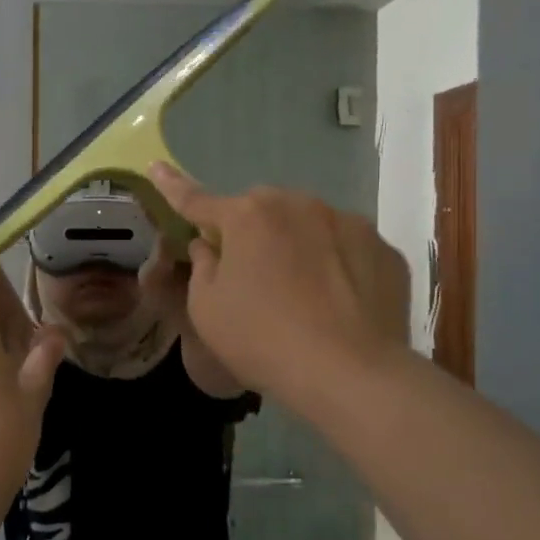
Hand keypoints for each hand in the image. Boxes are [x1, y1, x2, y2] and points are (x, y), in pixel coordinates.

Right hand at [147, 163, 410, 405]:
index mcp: (248, 216)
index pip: (199, 200)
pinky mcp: (384, 250)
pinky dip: (337, 266)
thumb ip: (202, 266)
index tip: (155, 166)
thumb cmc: (262, 339)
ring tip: (302, 294)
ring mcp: (349, 223)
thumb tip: (210, 245)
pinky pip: (347, 249)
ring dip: (297, 245)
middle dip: (251, 231)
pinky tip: (338, 303)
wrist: (350, 373)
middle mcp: (299, 205)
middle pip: (262, 211)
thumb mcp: (206, 308)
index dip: (173, 187)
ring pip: (309, 225)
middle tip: (250, 275)